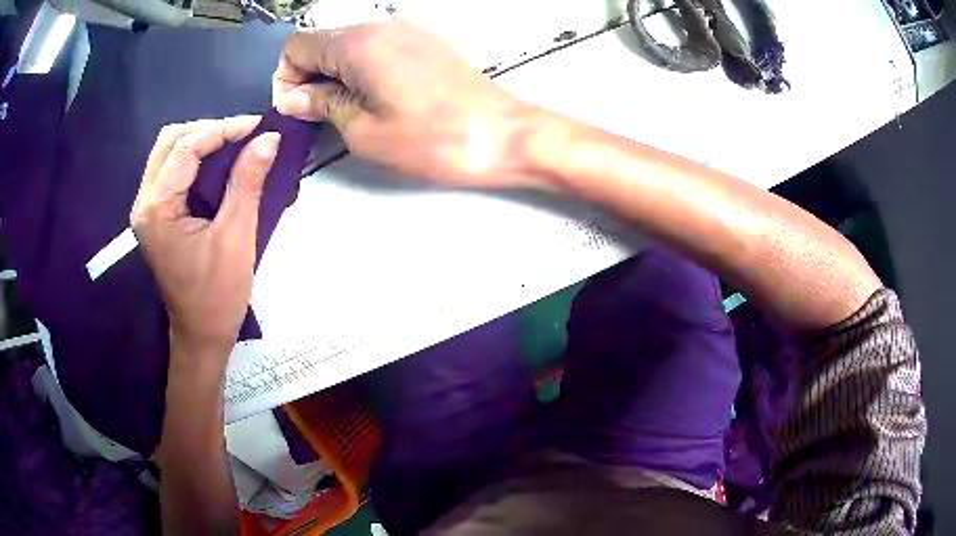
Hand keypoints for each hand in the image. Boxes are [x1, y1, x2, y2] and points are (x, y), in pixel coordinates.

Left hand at [131, 116, 279, 364]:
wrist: (201, 334)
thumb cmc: (218, 295)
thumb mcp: (236, 237)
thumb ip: (247, 182)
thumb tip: (268, 138)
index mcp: (157, 210)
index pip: (186, 149)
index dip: (223, 130)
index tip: (258, 126)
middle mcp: (145, 203)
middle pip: (170, 141)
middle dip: (208, 130)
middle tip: (243, 136)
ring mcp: (147, 209)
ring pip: (169, 151)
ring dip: (201, 141)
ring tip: (234, 145)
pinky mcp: (156, 215)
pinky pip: (171, 169)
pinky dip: (195, 158)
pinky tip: (218, 164)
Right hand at [272, 19, 541, 188]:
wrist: (502, 134)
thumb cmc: (433, 139)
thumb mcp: (362, 130)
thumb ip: (322, 105)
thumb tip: (296, 97)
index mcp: (358, 43)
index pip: (297, 46)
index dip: (286, 78)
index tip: (295, 109)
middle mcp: (381, 26)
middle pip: (322, 42)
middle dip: (309, 77)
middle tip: (318, 116)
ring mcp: (406, 31)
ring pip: (348, 45)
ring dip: (335, 75)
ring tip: (348, 112)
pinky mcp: (424, 42)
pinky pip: (376, 48)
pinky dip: (362, 70)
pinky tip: (374, 98)